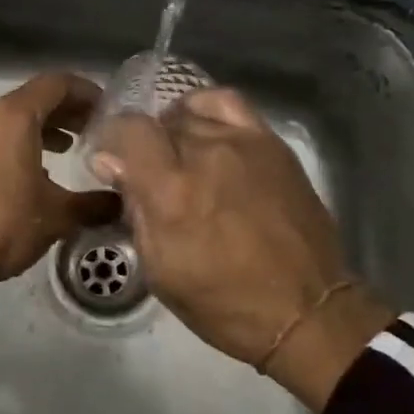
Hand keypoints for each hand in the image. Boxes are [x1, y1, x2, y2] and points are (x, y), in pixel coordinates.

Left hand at [0, 72, 118, 339]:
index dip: (87, 91)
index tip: (111, 110)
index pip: (57, 83)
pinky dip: (26, 146)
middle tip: (99, 130)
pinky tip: (42, 176)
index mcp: (15, 115)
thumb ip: (92, 205)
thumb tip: (121, 204)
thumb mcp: (56, 215)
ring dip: (47, 129)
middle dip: (70, 111)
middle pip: (37, 99)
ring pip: (17, 121)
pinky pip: (2, 140)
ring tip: (75, 149)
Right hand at [91, 88, 395, 410]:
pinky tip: (205, 130)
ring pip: (191, 113)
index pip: (128, 129)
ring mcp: (244, 143)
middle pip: (159, 122)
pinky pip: (229, 104)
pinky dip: (207, 109)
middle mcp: (206, 154)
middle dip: (145, 145)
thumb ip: (133, 208)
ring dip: (175, 131)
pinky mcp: (272, 144)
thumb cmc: (223, 302)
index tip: (112, 164)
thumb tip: (108, 162)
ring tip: (178, 157)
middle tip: (148, 175)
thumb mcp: (160, 269)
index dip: (113, 141)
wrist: (305, 310)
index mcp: (171, 191)